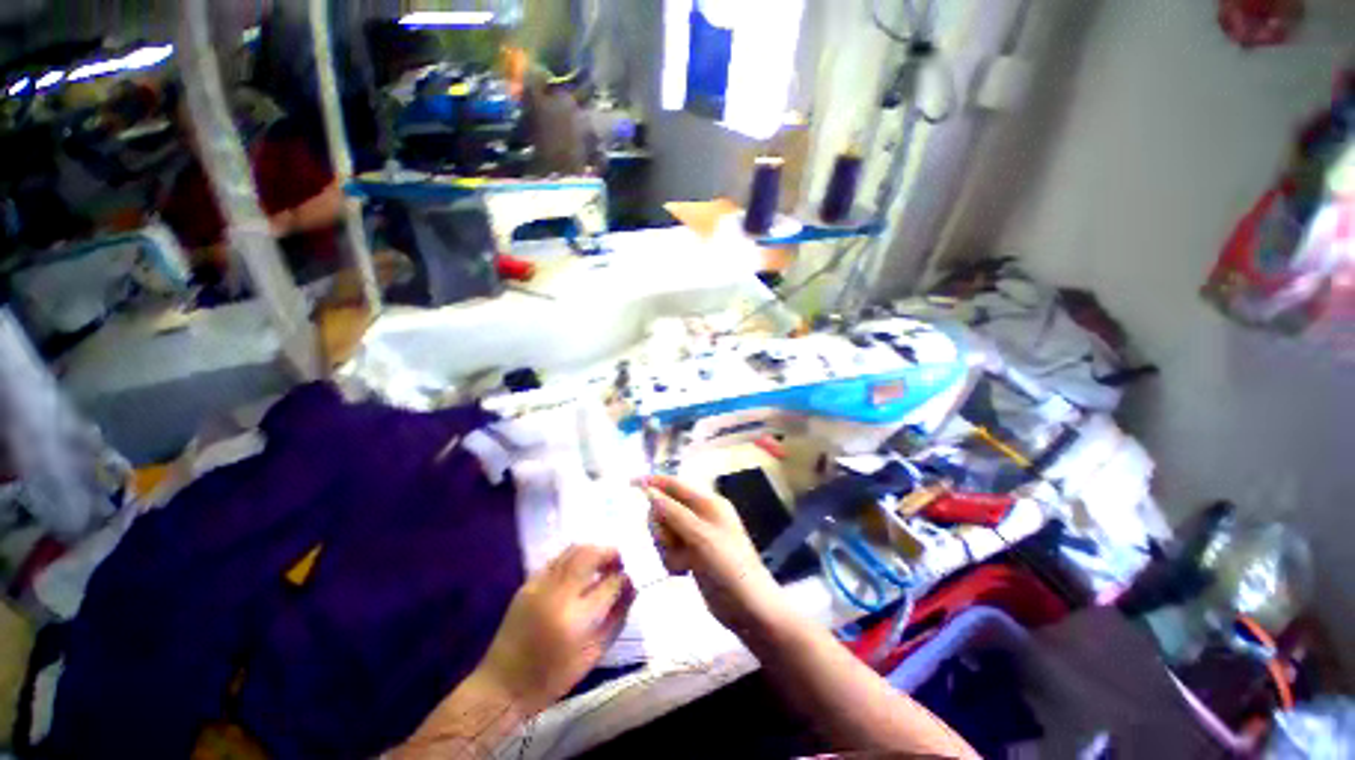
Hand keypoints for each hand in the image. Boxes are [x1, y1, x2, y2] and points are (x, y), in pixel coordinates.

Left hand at [476, 545, 634, 713]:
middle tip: (618, 562)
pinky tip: (580, 570)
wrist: (503, 685)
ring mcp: (541, 585)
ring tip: (601, 562)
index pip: (610, 584)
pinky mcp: (528, 583)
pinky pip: (557, 559)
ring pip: (573, 550)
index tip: (629, 580)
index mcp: (577, 618)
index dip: (624, 579)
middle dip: (609, 553)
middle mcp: (559, 594)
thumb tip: (631, 588)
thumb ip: (617, 618)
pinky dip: (574, 557)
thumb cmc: (552, 677)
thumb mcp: (593, 655)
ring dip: (593, 551)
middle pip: (590, 555)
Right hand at [640, 475, 784, 632]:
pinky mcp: (693, 554)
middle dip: (661, 526)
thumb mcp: (700, 538)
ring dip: (666, 546)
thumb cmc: (729, 568)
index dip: (653, 482)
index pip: (675, 484)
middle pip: (665, 508)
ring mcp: (697, 535)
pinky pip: (670, 548)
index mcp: (709, 503)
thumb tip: (648, 491)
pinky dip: (671, 558)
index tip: (629, 483)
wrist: (749, 610)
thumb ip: (674, 513)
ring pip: (665, 530)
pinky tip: (682, 571)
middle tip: (668, 543)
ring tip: (680, 562)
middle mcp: (702, 514)